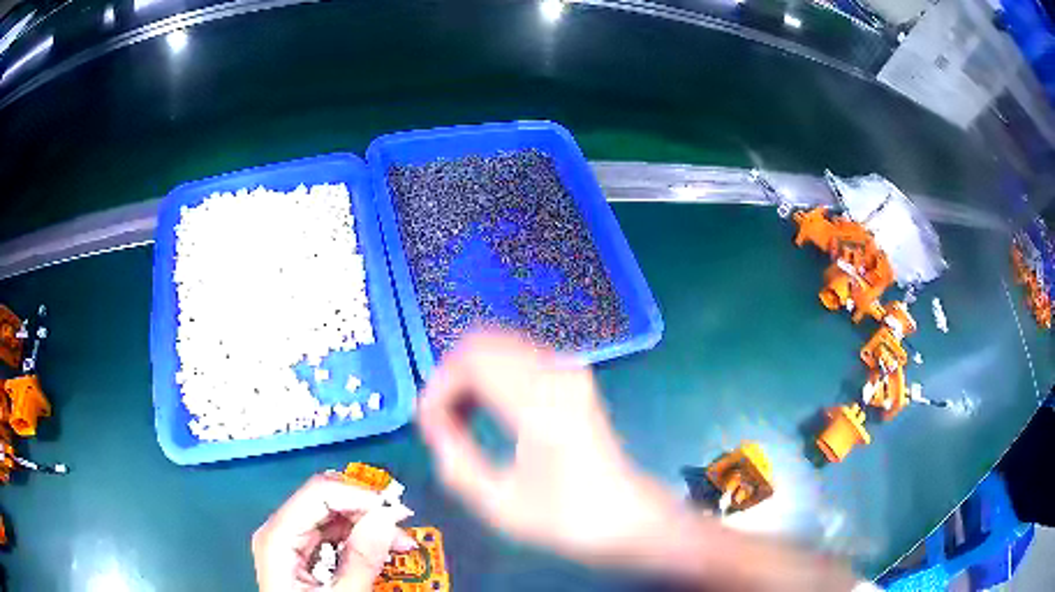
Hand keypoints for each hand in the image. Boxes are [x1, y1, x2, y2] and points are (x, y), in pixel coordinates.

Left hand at [253, 472, 416, 590]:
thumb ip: (360, 561)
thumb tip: (384, 519)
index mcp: (278, 538)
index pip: (319, 493)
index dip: (359, 497)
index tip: (394, 512)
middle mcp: (279, 532)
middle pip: (325, 501)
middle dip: (367, 511)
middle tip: (401, 529)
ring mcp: (289, 543)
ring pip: (331, 517)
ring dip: (367, 525)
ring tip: (397, 543)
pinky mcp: (301, 555)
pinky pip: (331, 535)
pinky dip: (358, 540)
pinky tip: (377, 551)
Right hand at [417, 331, 676, 564]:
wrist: (627, 515)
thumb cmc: (566, 517)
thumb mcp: (499, 504)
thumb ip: (454, 460)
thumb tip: (432, 422)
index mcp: (540, 403)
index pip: (471, 361)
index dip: (438, 388)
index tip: (427, 425)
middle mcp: (556, 372)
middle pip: (482, 341)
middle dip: (450, 376)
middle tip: (440, 420)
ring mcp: (568, 369)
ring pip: (499, 342)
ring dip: (470, 373)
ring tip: (459, 417)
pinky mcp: (573, 375)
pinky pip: (517, 353)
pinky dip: (491, 372)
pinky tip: (486, 407)